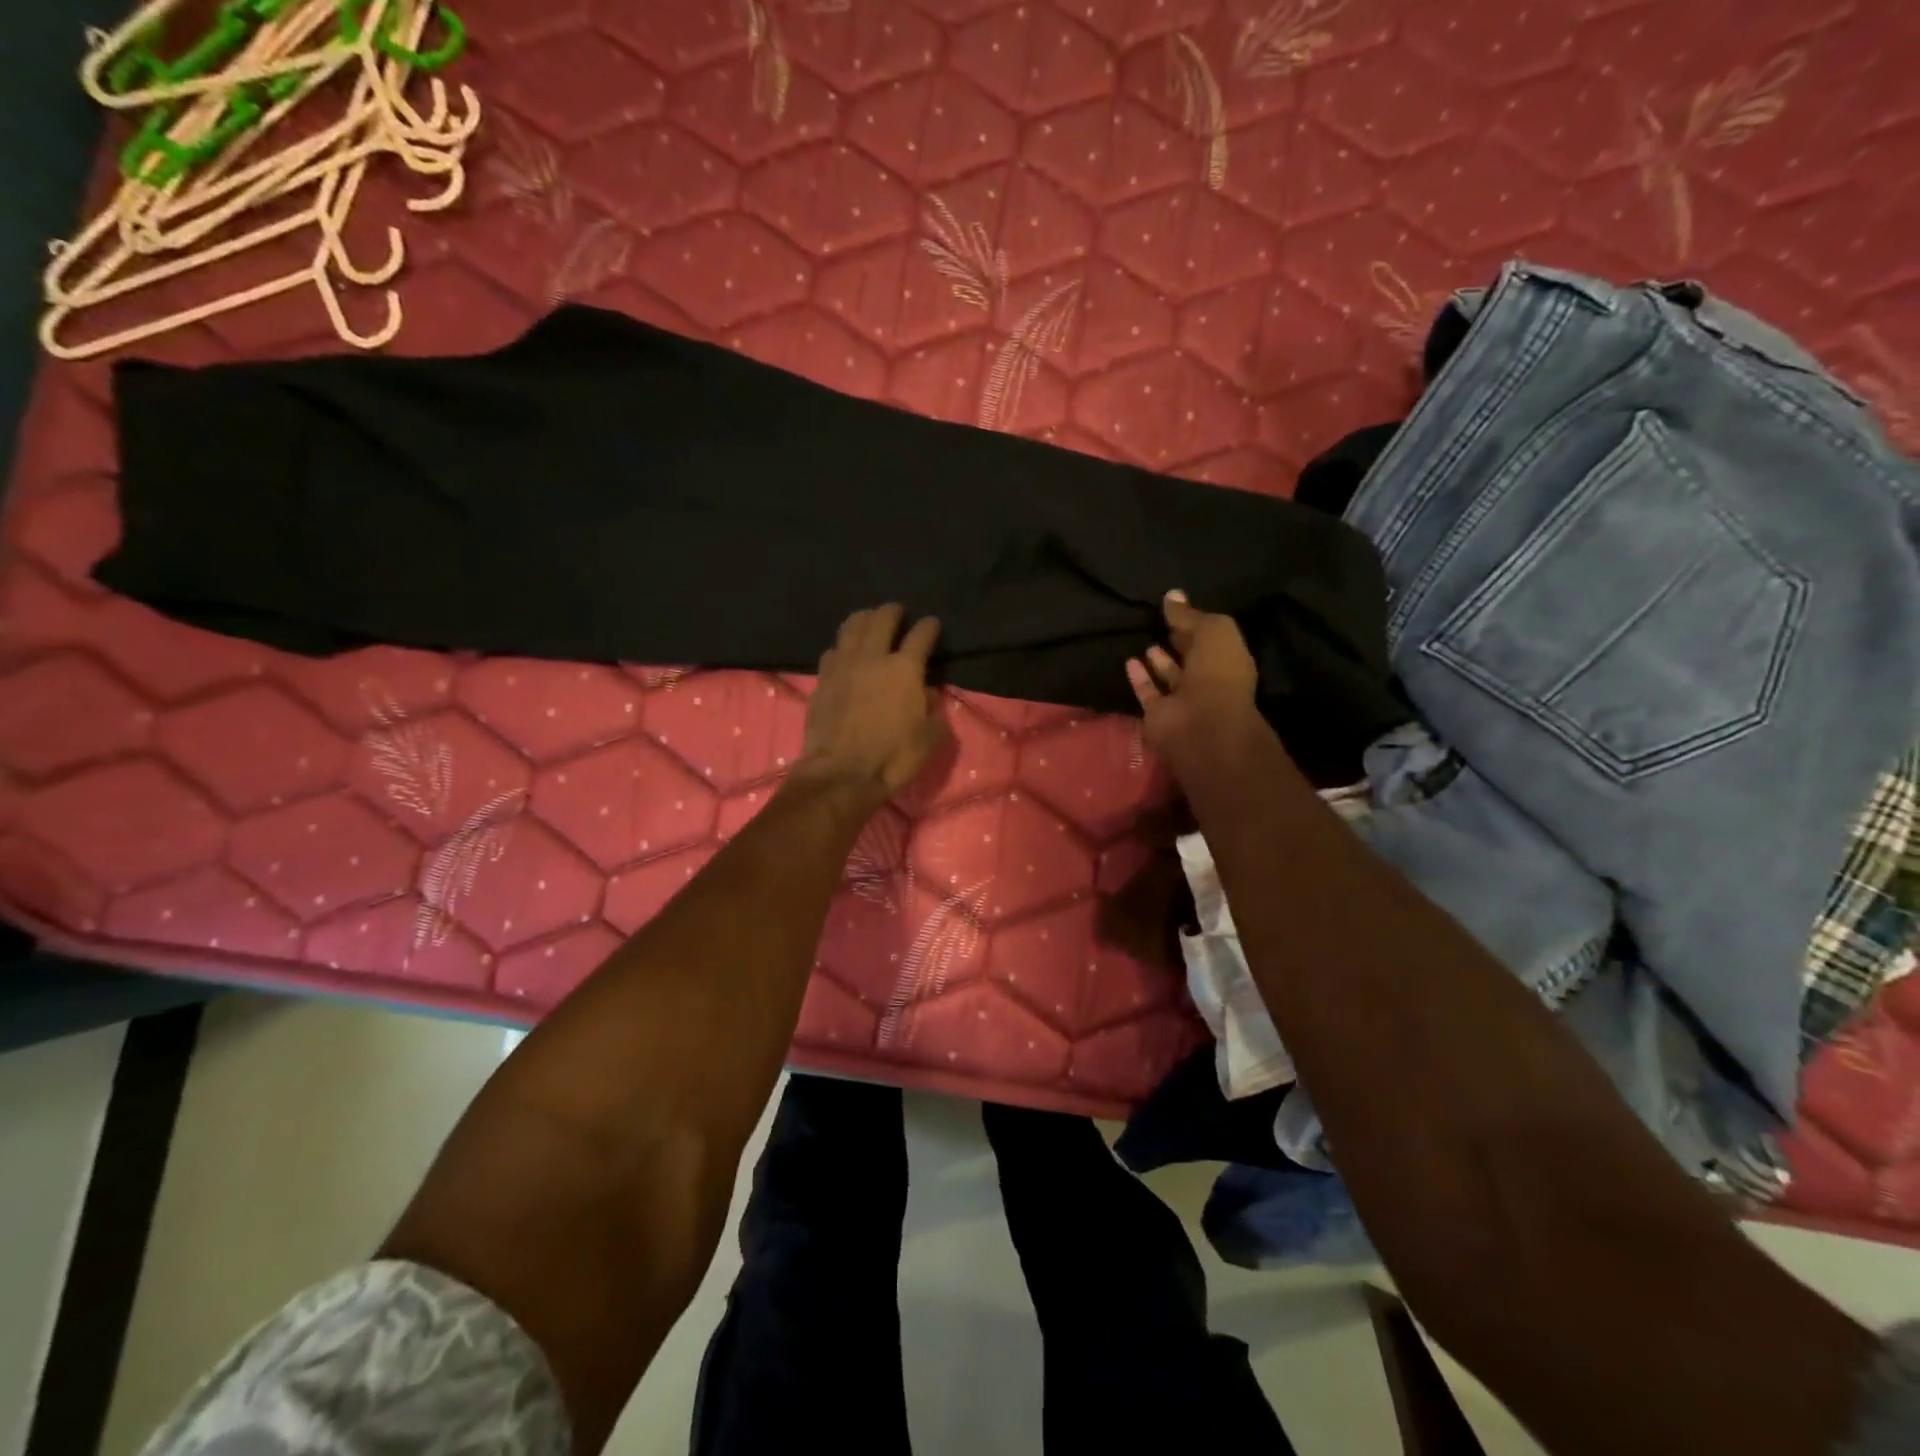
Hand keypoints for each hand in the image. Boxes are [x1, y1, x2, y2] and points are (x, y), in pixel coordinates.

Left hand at [795, 604, 950, 805]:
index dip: (929, 626)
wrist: (841, 773)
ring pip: (851, 626)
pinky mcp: (822, 679)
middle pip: (882, 618)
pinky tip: (845, 652)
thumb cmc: (892, 757)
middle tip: (898, 612)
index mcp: (905, 668)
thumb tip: (929, 694)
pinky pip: (832, 650)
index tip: (932, 624)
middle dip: (893, 611)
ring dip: (863, 618)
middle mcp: (873, 657)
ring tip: (869, 620)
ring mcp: (843, 665)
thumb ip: (933, 711)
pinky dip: (842, 646)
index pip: (921, 635)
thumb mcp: (929, 739)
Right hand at [1125, 590, 1259, 764]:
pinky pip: (1148, 692)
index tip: (1175, 607)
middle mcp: (1208, 681)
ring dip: (1160, 661)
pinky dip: (1140, 678)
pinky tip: (1129, 661)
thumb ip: (1191, 615)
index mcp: (1228, 661)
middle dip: (1179, 642)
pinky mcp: (1159, 714)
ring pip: (1170, 677)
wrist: (1200, 724)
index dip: (1195, 623)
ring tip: (1146, 642)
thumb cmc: (1217, 673)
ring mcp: (1183, 700)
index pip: (1211, 638)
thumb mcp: (1212, 631)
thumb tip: (1171, 595)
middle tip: (1160, 623)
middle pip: (1191, 658)